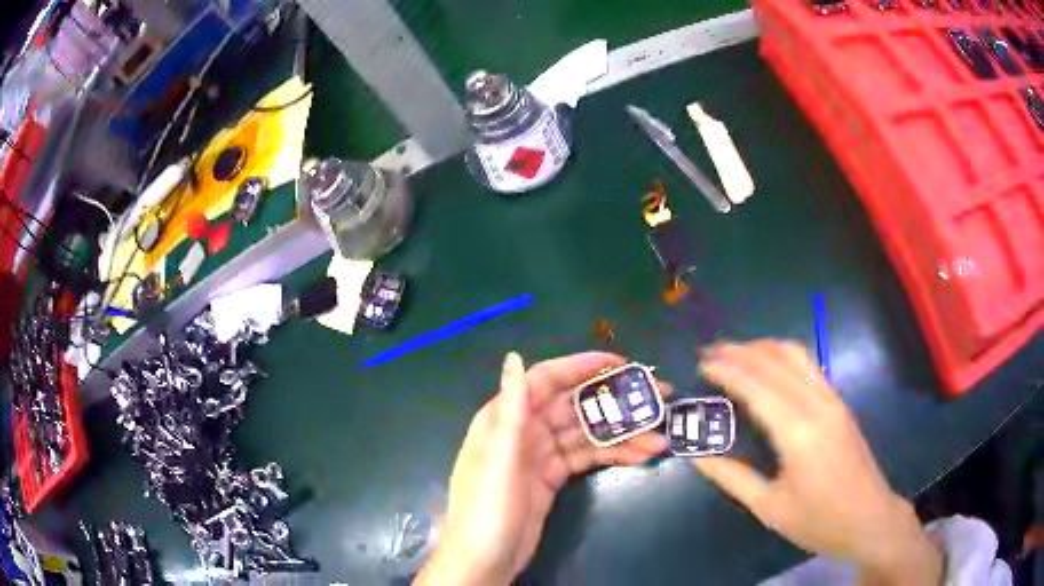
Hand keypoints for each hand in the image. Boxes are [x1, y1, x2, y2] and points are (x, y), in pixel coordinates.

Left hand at [415, 352, 670, 585]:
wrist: (484, 560)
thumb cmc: (487, 508)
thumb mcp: (498, 458)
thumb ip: (511, 409)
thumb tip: (514, 357)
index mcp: (505, 418)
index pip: (547, 380)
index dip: (582, 367)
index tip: (621, 363)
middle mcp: (524, 430)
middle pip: (574, 405)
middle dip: (614, 399)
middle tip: (658, 396)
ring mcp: (541, 455)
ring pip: (587, 434)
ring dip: (622, 432)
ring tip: (660, 436)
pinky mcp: (553, 478)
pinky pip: (587, 457)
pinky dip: (613, 454)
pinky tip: (641, 455)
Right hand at [691, 341, 941, 585]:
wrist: (868, 518)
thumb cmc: (818, 521)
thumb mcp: (769, 508)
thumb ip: (733, 478)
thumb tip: (699, 457)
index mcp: (798, 433)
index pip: (757, 386)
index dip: (727, 370)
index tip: (701, 362)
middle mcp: (817, 405)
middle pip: (776, 360)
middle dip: (741, 350)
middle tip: (711, 352)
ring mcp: (833, 400)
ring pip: (797, 355)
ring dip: (764, 347)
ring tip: (737, 353)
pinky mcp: (841, 402)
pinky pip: (809, 366)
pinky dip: (783, 357)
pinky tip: (769, 368)